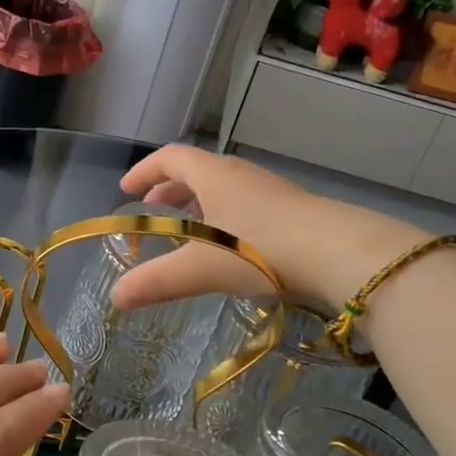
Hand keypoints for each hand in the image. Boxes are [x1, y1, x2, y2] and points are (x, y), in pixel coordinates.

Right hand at [110, 145, 429, 314]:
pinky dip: (227, 216)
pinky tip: (232, 246)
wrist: (340, 253)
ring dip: (200, 202)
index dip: (144, 170)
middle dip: (170, 188)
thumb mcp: (200, 269)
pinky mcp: (294, 209)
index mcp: (213, 176)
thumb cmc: (261, 250)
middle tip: (153, 209)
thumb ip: (156, 282)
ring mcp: (270, 190)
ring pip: (225, 187)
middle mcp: (240, 174)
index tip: (126, 189)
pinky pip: (247, 203)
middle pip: (197, 170)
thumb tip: (116, 297)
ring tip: (190, 229)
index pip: (170, 158)